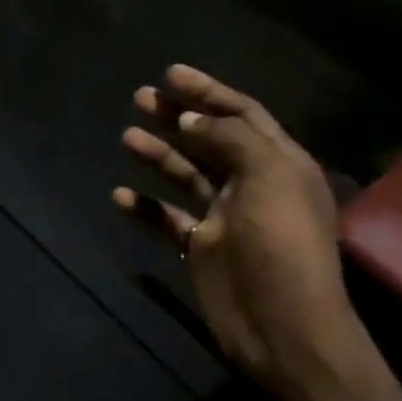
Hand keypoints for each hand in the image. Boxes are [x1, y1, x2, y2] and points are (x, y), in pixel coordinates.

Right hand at [113, 64, 358, 390]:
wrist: (281, 326)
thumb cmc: (281, 243)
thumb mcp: (269, 176)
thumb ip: (230, 139)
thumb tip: (192, 118)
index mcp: (279, 162)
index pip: (243, 114)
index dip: (209, 92)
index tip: (171, 74)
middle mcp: (252, 183)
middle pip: (210, 139)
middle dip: (178, 116)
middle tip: (141, 97)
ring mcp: (224, 216)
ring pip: (186, 174)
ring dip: (158, 154)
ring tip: (127, 136)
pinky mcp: (201, 246)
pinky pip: (167, 218)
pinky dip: (145, 206)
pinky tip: (120, 195)